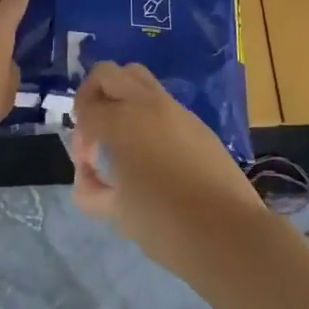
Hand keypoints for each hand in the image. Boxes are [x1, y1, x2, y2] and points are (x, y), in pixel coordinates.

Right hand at [68, 61, 270, 272]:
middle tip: (96, 133)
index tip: (88, 163)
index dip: (79, 135)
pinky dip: (146, 114)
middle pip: (107, 74)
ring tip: (123, 138)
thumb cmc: (164, 224)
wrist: (229, 234)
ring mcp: (176, 109)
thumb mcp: (116, 212)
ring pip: (137, 78)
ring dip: (121, 98)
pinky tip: (153, 153)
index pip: (85, 108)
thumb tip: (90, 175)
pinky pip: (162, 102)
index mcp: (122, 122)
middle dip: (92, 97)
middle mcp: (147, 104)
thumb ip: (91, 189)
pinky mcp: (196, 122)